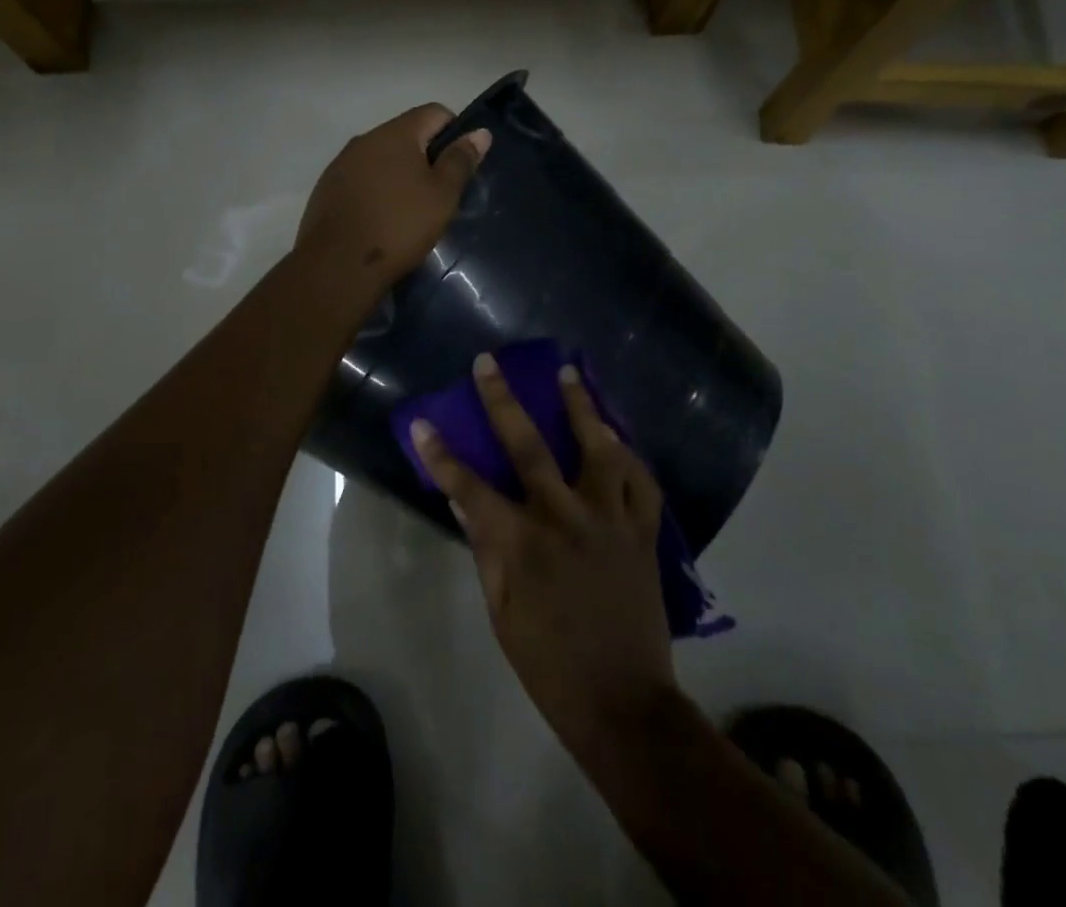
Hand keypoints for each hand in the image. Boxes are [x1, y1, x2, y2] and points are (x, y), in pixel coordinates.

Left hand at [295, 104, 490, 297]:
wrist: (338, 265)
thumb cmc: (399, 226)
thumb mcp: (442, 195)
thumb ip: (460, 160)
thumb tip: (480, 132)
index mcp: (396, 133)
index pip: (434, 112)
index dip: (455, 132)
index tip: (460, 166)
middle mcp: (365, 139)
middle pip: (406, 134)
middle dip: (425, 155)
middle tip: (439, 192)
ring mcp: (341, 163)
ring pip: (381, 157)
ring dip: (398, 173)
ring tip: (409, 209)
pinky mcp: (326, 188)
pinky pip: (360, 178)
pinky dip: (376, 190)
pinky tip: (381, 219)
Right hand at [411, 356, 675, 753]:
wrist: (623, 703)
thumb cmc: (549, 664)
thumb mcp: (502, 614)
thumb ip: (486, 551)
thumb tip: (464, 503)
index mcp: (522, 543)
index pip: (469, 487)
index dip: (441, 454)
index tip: (422, 422)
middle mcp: (565, 518)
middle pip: (529, 446)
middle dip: (503, 400)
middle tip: (489, 362)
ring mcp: (610, 520)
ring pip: (597, 448)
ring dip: (581, 406)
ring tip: (569, 373)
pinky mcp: (643, 533)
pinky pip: (642, 481)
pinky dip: (630, 455)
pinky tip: (619, 437)